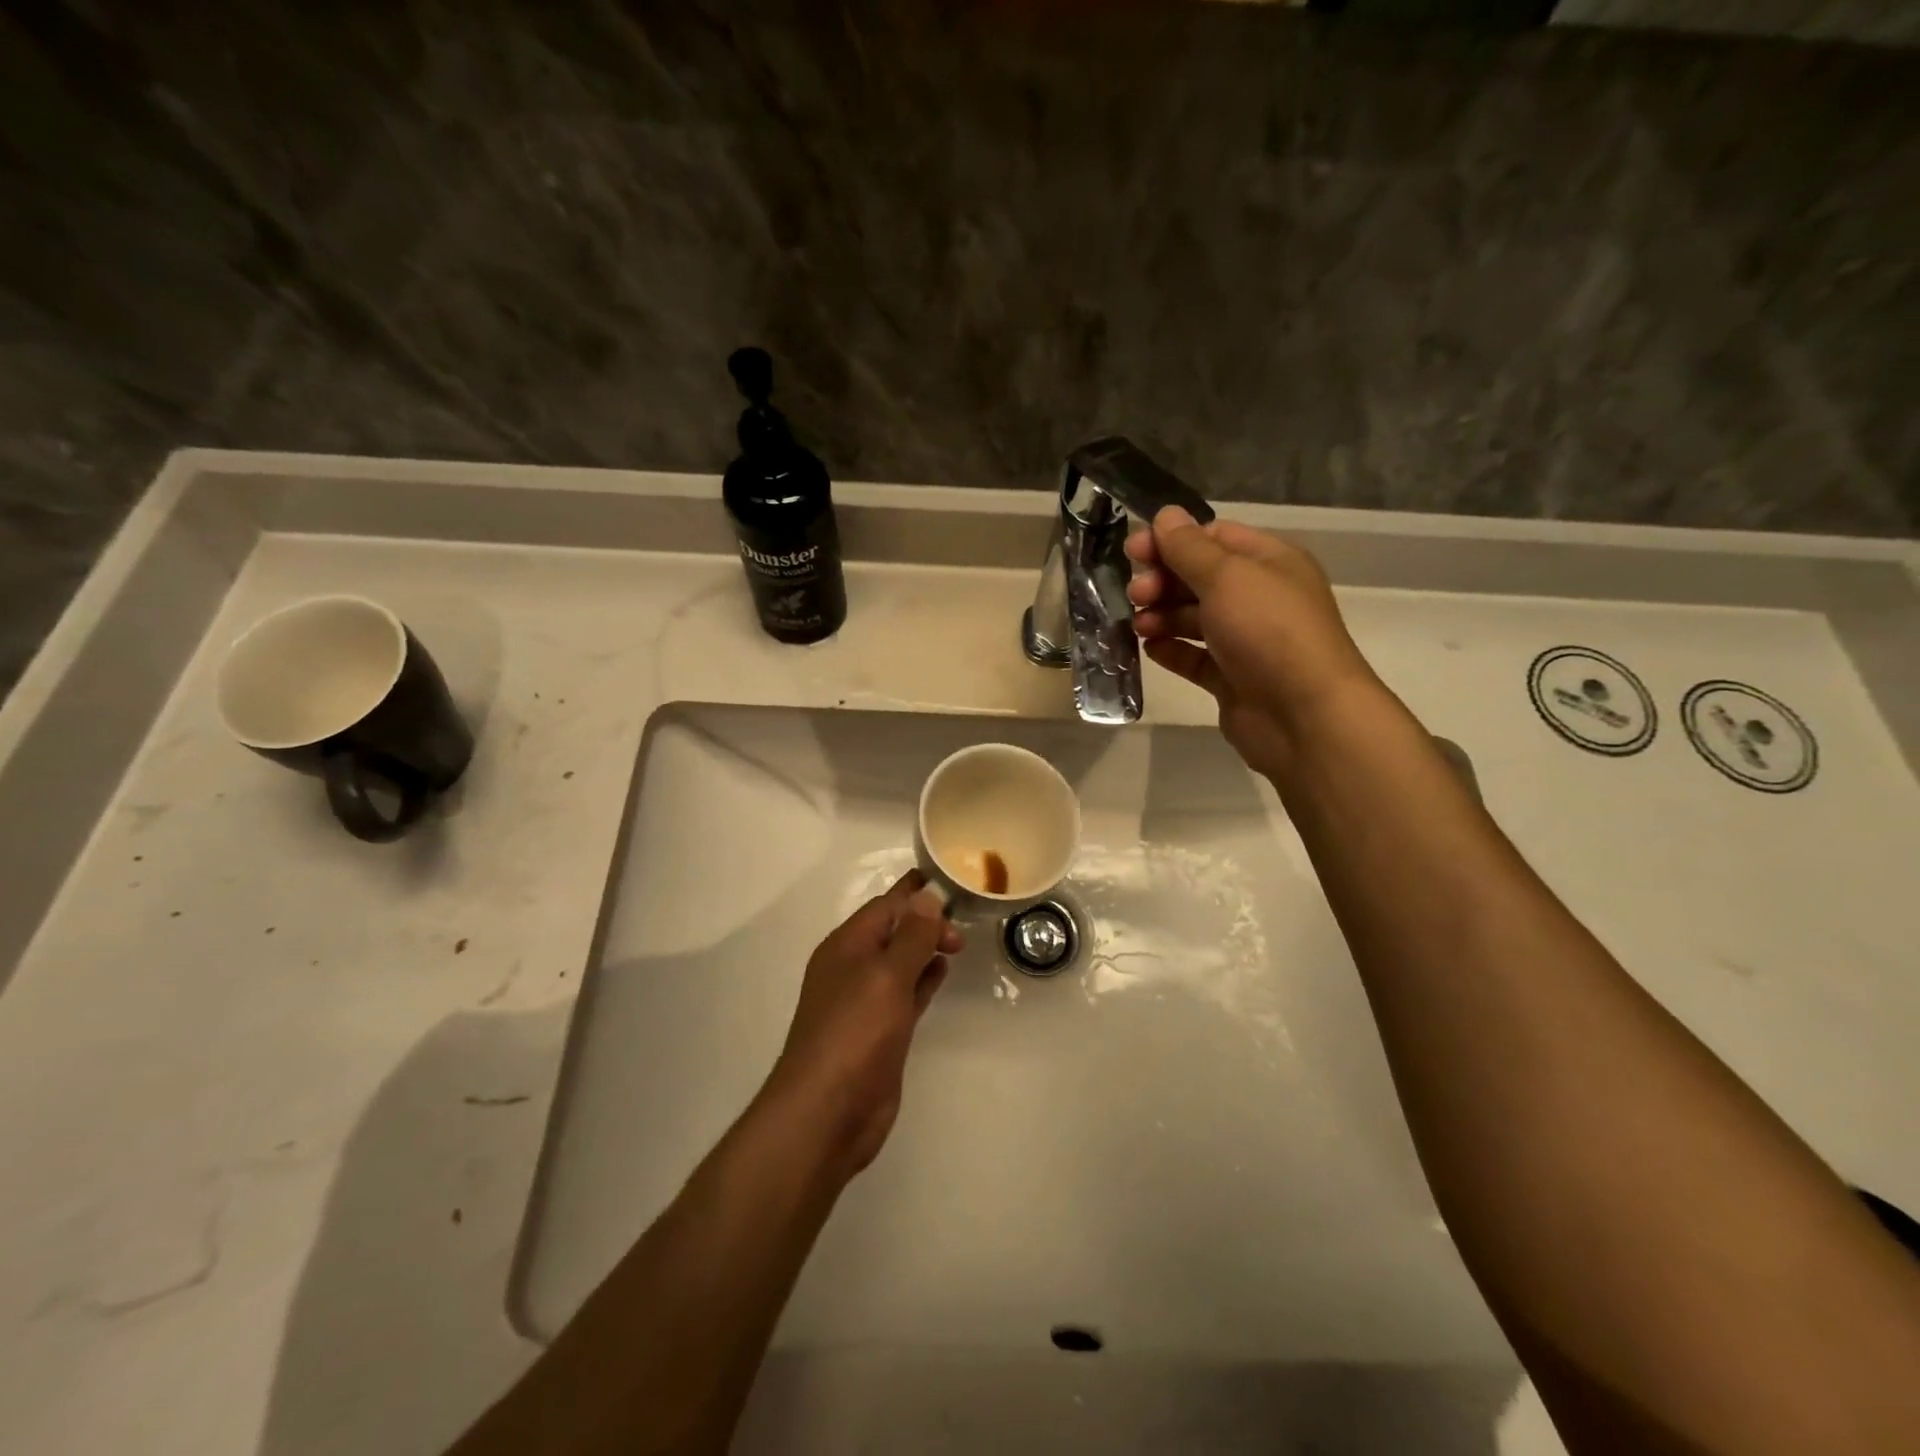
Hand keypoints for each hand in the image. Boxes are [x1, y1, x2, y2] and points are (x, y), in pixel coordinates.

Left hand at [765, 871, 962, 1176]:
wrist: (827, 1113)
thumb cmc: (854, 1034)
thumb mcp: (886, 976)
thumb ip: (911, 936)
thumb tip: (927, 896)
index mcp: (846, 946)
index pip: (885, 906)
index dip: (916, 892)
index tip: (952, 882)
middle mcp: (853, 968)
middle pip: (893, 931)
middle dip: (926, 921)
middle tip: (964, 928)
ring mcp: (866, 1002)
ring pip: (901, 962)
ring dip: (926, 948)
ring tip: (959, 941)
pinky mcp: (881, 1032)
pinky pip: (906, 993)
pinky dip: (924, 979)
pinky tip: (943, 972)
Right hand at [1127, 506, 1382, 779]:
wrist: (1303, 716)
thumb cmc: (1268, 632)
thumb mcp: (1227, 577)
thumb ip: (1188, 548)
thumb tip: (1165, 515)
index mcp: (1269, 562)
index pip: (1214, 538)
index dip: (1172, 541)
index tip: (1133, 551)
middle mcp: (1259, 597)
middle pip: (1199, 578)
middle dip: (1163, 581)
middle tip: (1135, 594)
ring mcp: (1246, 641)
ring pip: (1194, 619)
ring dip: (1162, 616)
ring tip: (1139, 625)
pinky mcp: (1231, 679)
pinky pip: (1194, 657)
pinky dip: (1171, 650)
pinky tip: (1150, 649)